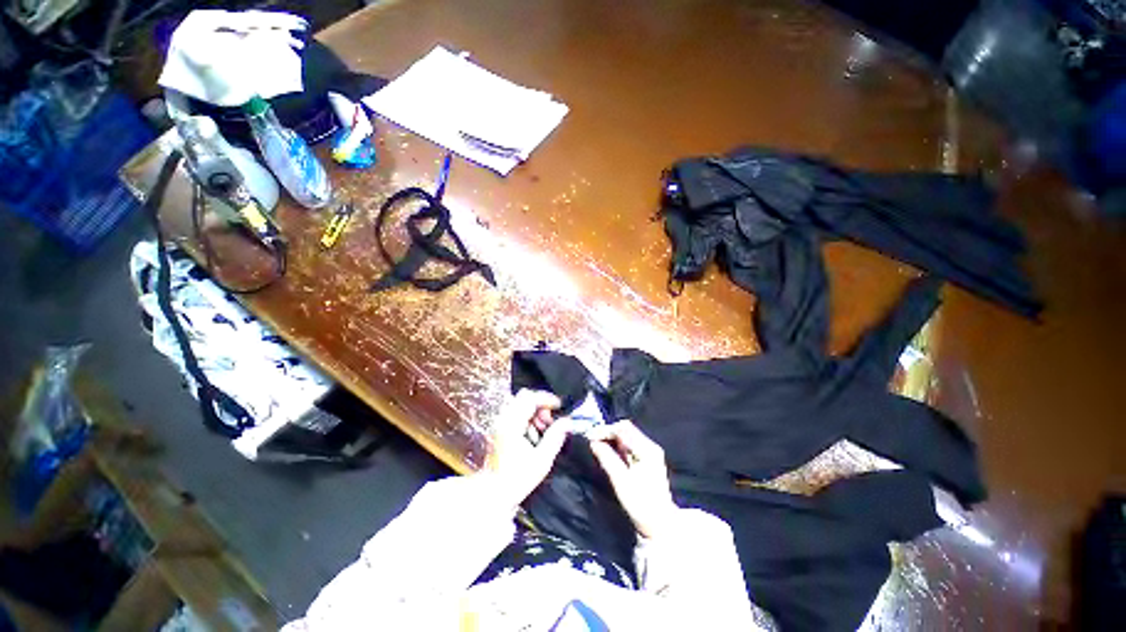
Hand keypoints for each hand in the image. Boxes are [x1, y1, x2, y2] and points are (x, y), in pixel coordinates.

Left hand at [487, 390, 577, 508]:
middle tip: (550, 421)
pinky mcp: (499, 428)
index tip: (559, 406)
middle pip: (524, 397)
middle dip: (541, 404)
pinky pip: (515, 412)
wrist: (493, 493)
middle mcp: (503, 419)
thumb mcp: (541, 460)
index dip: (547, 399)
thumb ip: (555, 437)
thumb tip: (567, 422)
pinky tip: (532, 435)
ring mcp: (499, 423)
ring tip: (542, 430)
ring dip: (534, 411)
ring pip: (520, 403)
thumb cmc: (517, 479)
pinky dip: (527, 418)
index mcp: (512, 425)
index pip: (530, 398)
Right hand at [588, 421, 678, 538]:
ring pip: (627, 436)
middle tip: (592, 440)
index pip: (623, 429)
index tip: (590, 437)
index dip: (605, 430)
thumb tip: (593, 442)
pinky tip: (608, 452)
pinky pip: (629, 445)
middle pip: (626, 429)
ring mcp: (650, 452)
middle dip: (607, 433)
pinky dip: (617, 446)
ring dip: (611, 439)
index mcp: (647, 449)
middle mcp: (650, 446)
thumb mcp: (620, 481)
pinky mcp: (647, 459)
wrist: (659, 524)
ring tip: (597, 445)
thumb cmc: (640, 504)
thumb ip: (607, 458)